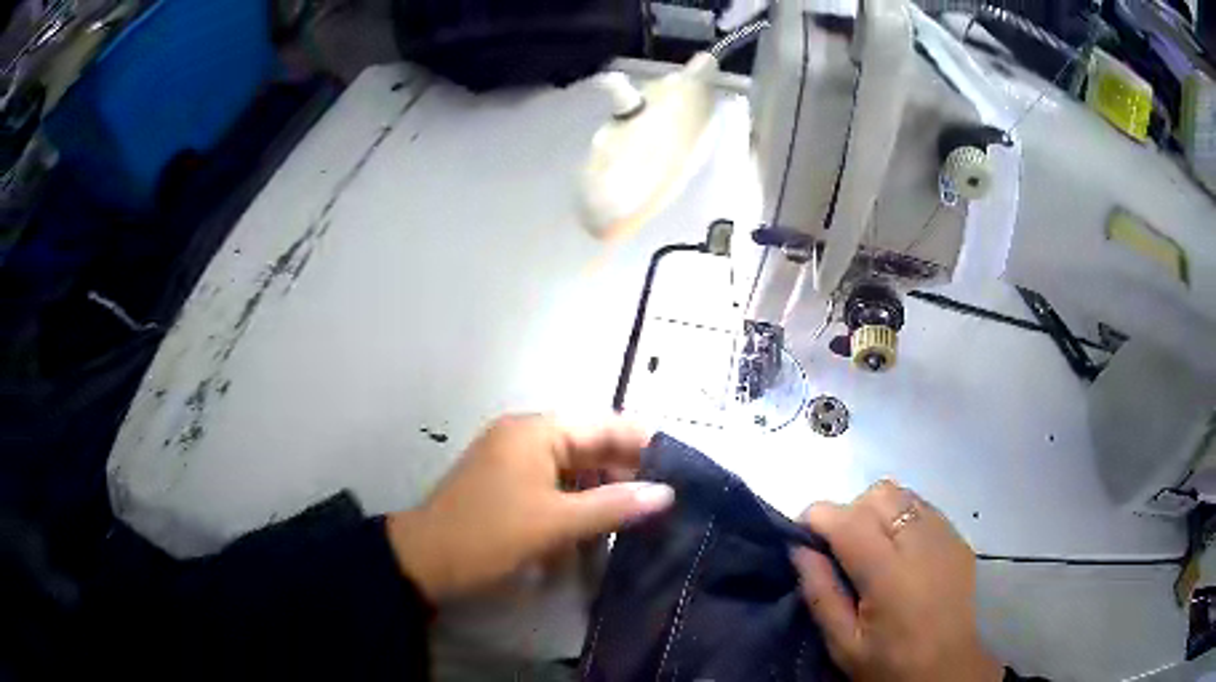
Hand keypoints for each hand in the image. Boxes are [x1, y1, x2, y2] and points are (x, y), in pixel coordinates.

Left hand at [385, 414, 673, 602]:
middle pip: (592, 446)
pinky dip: (581, 504)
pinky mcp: (511, 486)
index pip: (605, 424)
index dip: (646, 442)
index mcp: (537, 431)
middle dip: (629, 470)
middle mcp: (528, 437)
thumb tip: (666, 493)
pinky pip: (558, 487)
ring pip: (577, 469)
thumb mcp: (554, 523)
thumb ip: (613, 506)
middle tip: (672, 497)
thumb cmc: (488, 536)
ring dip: (606, 491)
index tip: (685, 464)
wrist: (424, 562)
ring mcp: (517, 462)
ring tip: (646, 514)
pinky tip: (603, 527)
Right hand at [791, 481, 1001, 681]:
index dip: (816, 518)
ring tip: (870, 548)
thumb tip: (799, 549)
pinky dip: (901, 516)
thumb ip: (820, 594)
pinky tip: (899, 551)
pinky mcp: (959, 538)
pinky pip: (922, 507)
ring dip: (876, 510)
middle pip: (877, 494)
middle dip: (848, 511)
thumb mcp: (843, 643)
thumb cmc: (889, 664)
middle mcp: (921, 542)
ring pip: (902, 494)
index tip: (801, 535)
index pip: (846, 520)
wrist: (947, 669)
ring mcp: (945, 535)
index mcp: (889, 573)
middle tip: (839, 549)